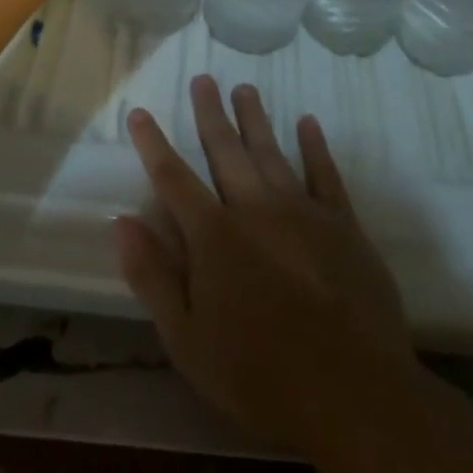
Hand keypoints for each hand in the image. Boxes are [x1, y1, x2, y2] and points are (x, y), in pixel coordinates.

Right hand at [113, 76, 420, 456]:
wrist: (351, 391)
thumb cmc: (259, 374)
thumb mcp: (187, 340)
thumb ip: (152, 277)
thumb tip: (120, 222)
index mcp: (214, 236)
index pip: (173, 178)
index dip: (153, 144)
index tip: (140, 113)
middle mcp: (255, 209)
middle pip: (225, 150)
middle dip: (210, 114)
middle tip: (203, 80)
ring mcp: (302, 211)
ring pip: (271, 152)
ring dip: (255, 119)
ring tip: (244, 89)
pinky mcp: (342, 223)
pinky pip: (325, 173)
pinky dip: (315, 146)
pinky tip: (308, 123)